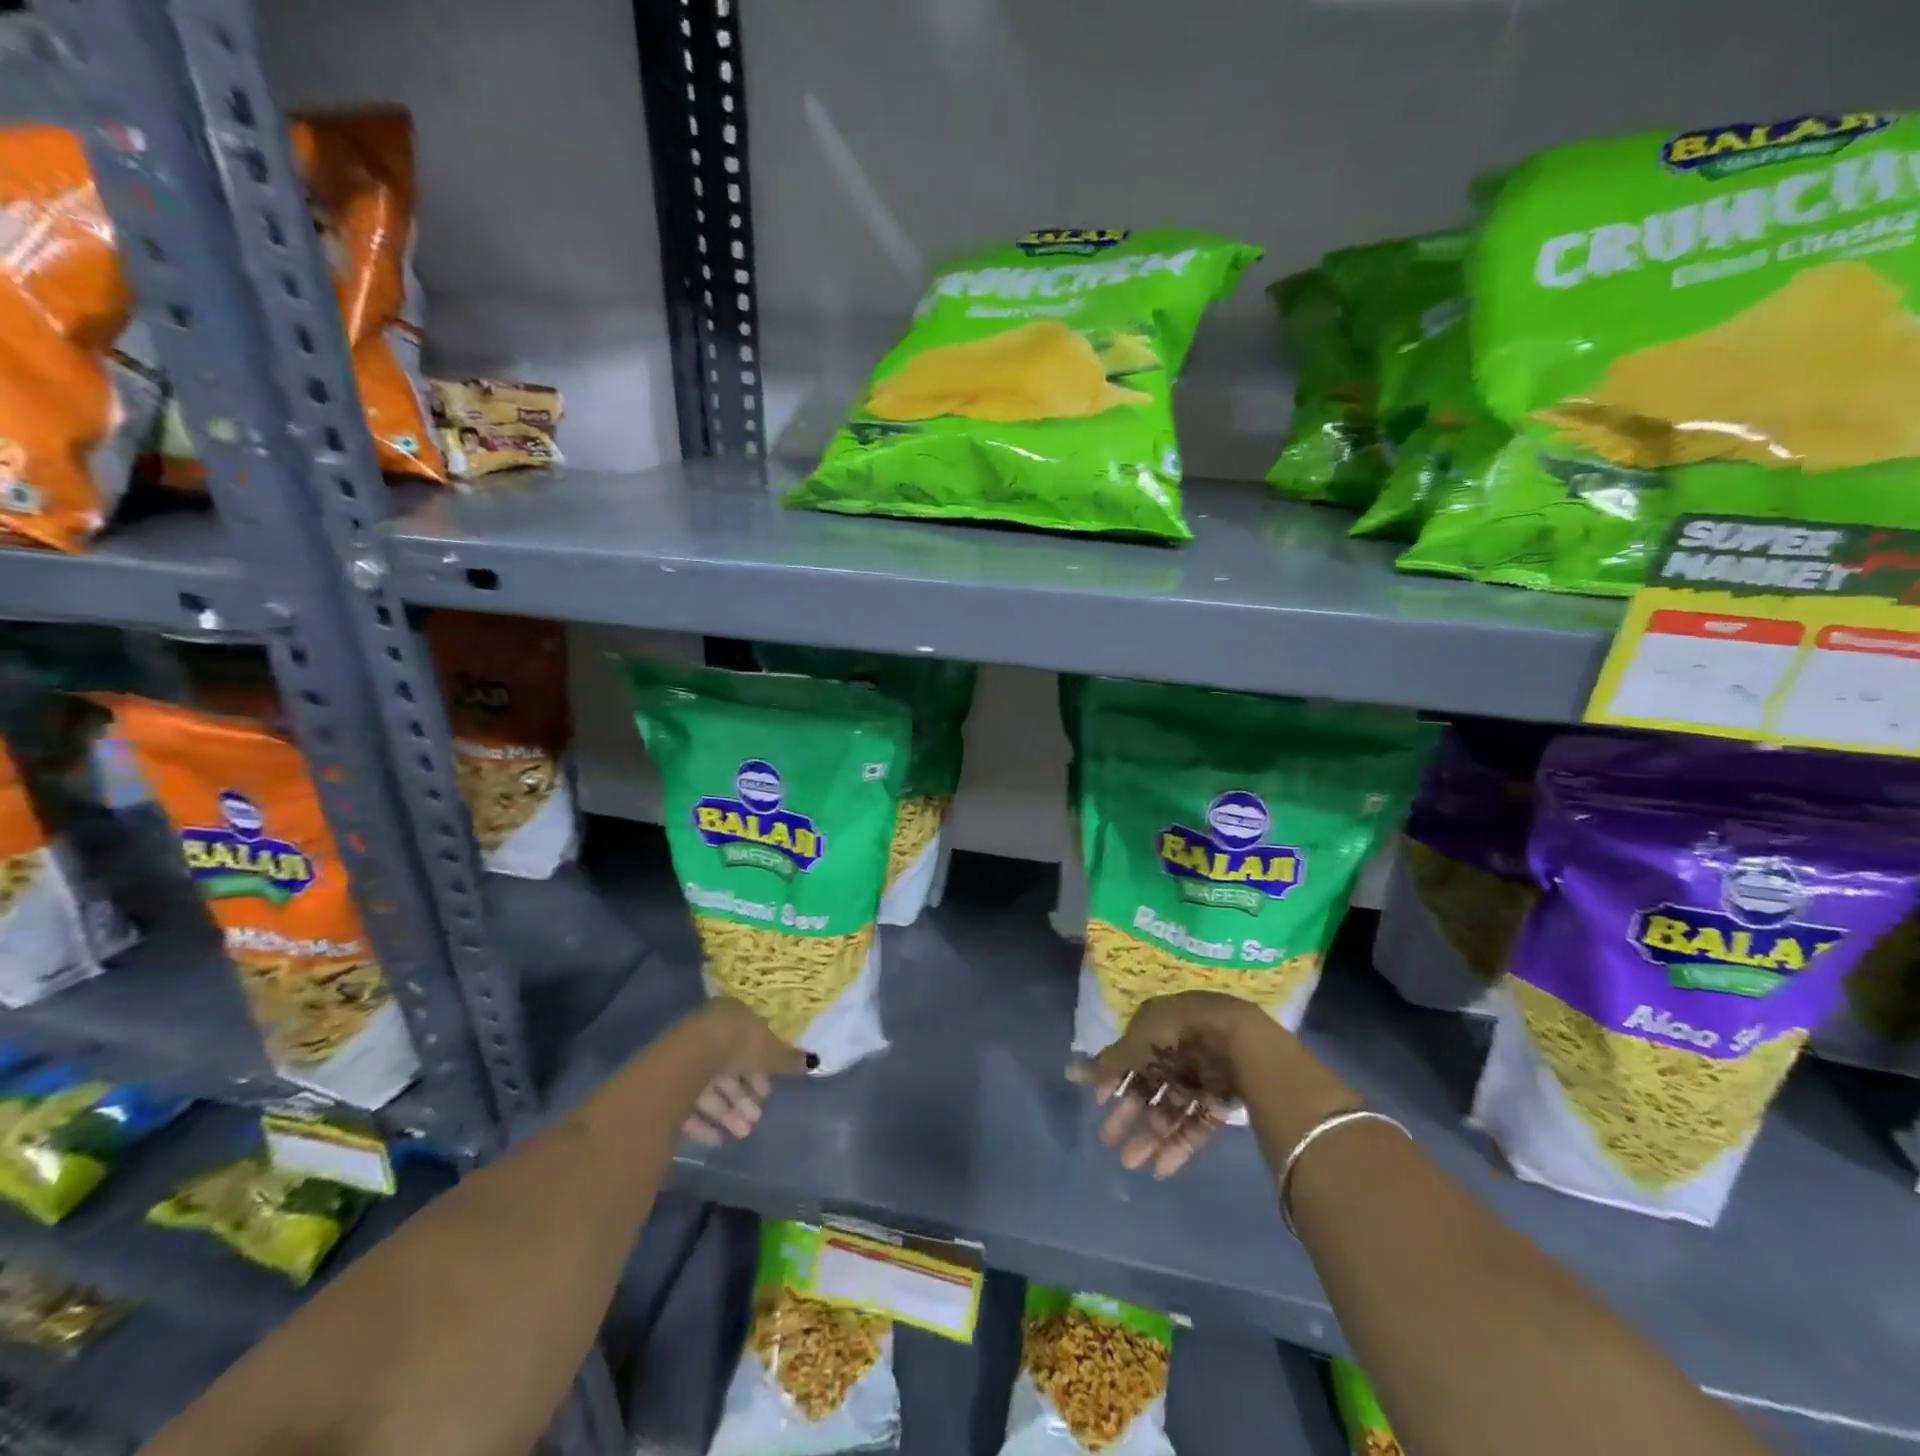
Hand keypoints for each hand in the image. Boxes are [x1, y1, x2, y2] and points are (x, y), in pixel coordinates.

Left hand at [682, 999, 811, 1146]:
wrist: (690, 1060)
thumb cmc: (738, 1046)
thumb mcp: (770, 1052)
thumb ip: (788, 1059)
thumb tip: (812, 1062)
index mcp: (732, 1017)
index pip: (749, 1043)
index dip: (761, 1069)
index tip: (768, 1092)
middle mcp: (708, 1033)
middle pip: (730, 1068)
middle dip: (745, 1096)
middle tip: (757, 1118)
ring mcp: (686, 1058)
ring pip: (712, 1088)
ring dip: (729, 1112)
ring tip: (743, 1132)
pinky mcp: (668, 1084)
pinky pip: (690, 1105)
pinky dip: (705, 1122)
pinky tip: (718, 1139)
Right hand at [1069, 991, 1285, 1178]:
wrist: (1240, 1042)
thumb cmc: (1179, 1034)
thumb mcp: (1137, 1044)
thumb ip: (1108, 1063)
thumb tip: (1070, 1073)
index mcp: (1157, 1028)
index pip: (1131, 1056)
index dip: (1114, 1080)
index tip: (1099, 1103)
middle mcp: (1177, 1052)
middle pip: (1148, 1087)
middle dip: (1128, 1114)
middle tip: (1108, 1141)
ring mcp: (1200, 1078)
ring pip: (1170, 1111)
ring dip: (1149, 1137)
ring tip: (1131, 1164)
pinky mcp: (1221, 1102)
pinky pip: (1195, 1126)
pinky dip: (1178, 1146)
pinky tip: (1160, 1168)